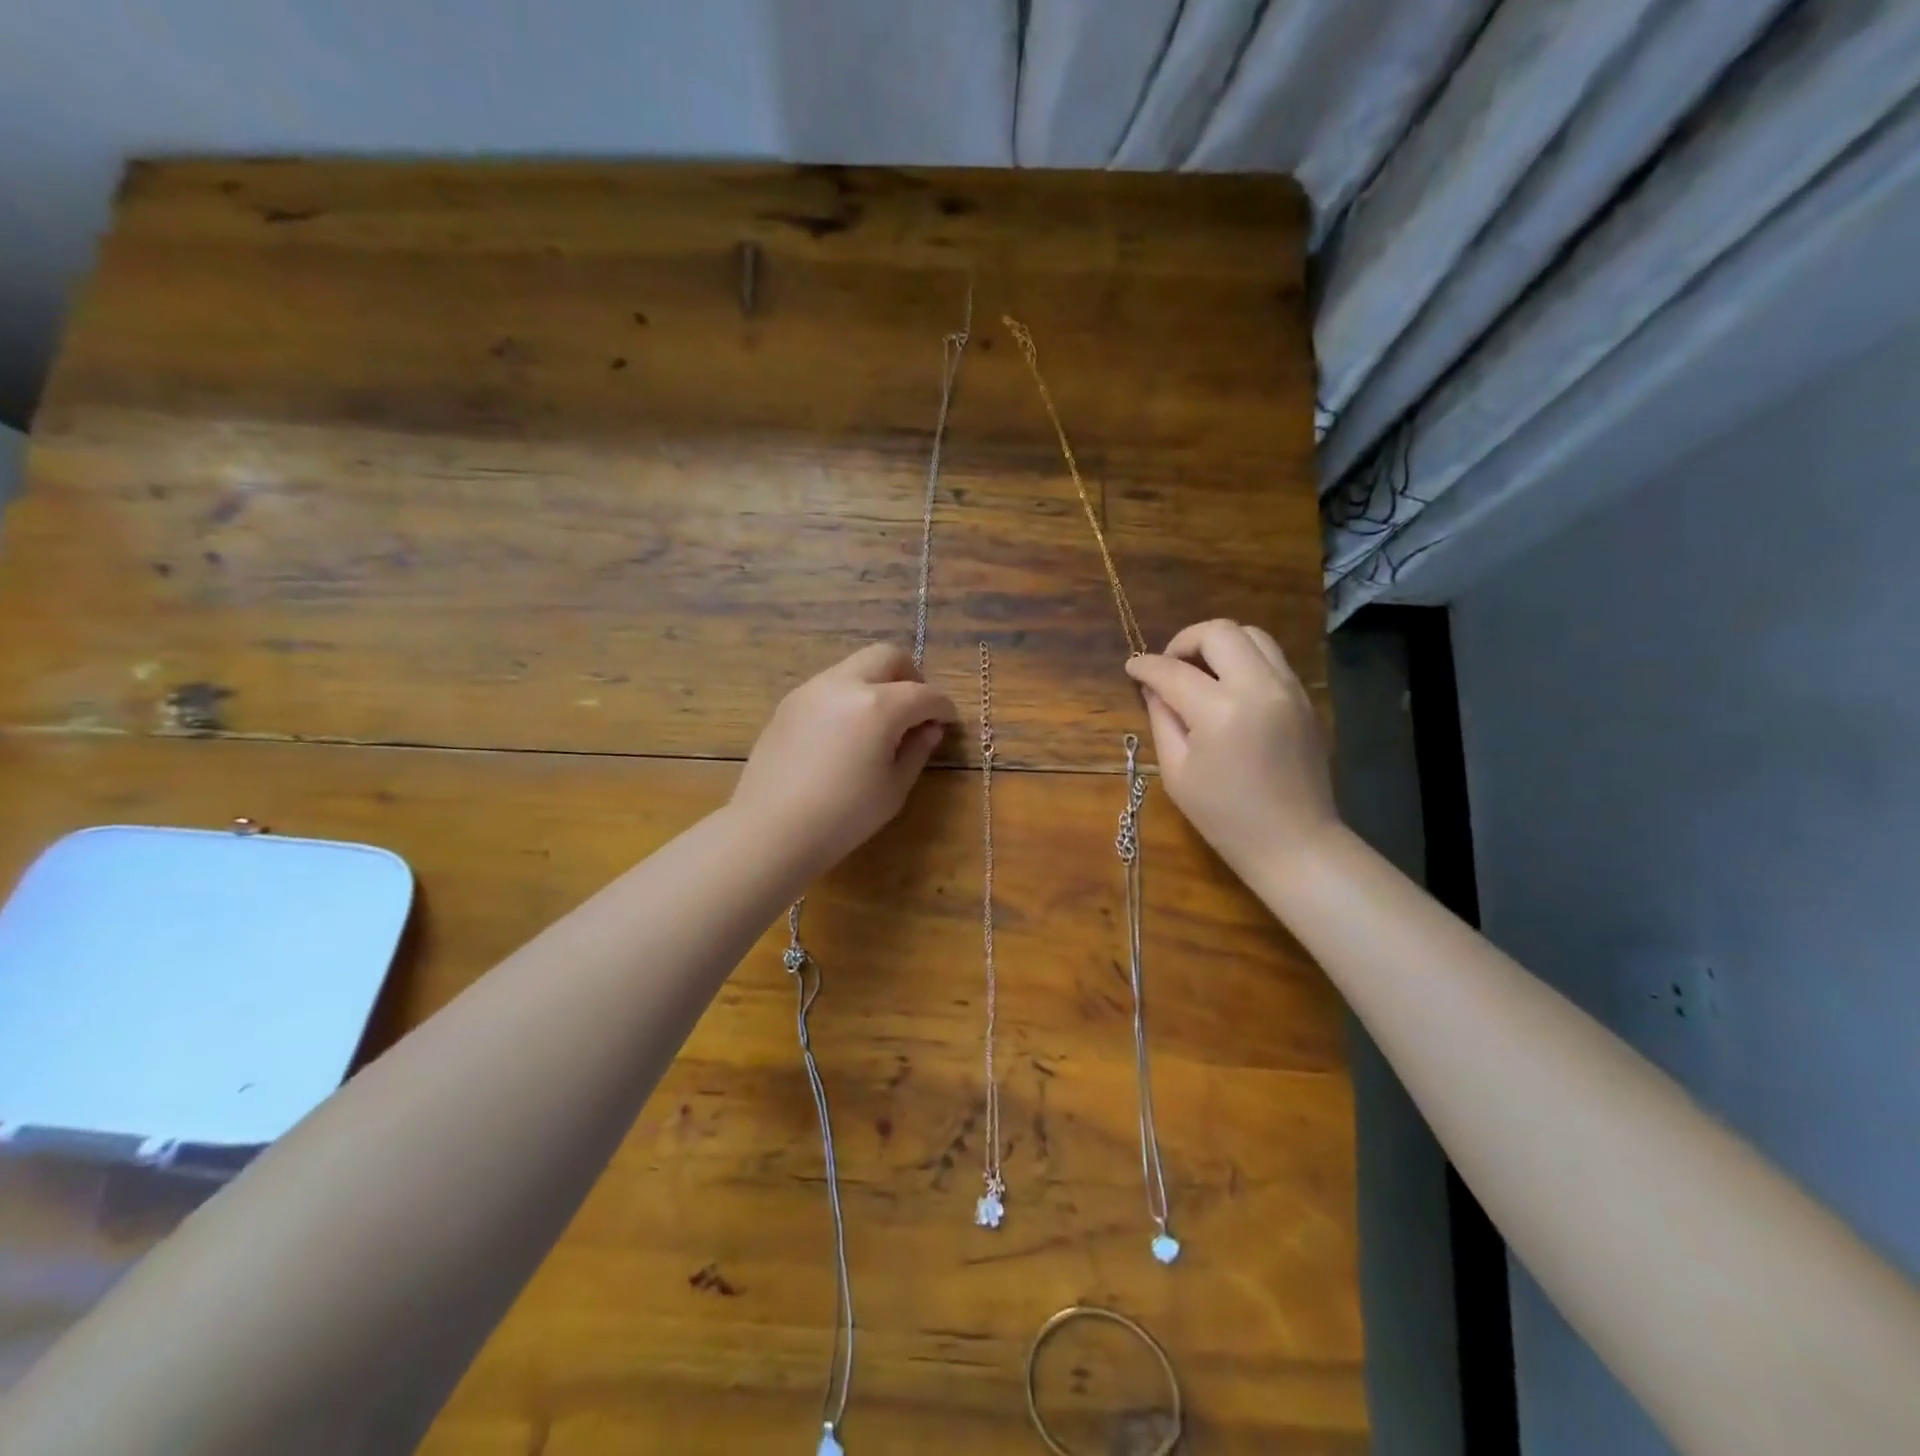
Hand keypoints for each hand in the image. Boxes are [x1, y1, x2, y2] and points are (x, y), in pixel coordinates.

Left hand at [733, 642, 957, 872]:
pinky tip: (846, 733)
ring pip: (855, 666)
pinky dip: (849, 696)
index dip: (942, 707)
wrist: (770, 830)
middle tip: (916, 709)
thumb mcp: (893, 789)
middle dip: (911, 676)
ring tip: (880, 722)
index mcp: (878, 706)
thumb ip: (916, 751)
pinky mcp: (788, 704)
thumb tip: (929, 729)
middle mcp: (844, 685)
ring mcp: (811, 690)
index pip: (923, 694)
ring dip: (877, 683)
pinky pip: (829, 686)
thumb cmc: (842, 817)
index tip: (947, 722)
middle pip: (887, 656)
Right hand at [1125, 620, 1339, 879]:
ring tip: (1199, 671)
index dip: (1146, 666)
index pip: (1173, 671)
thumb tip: (1154, 687)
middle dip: (1184, 641)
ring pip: (1252, 634)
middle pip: (1219, 632)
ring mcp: (1288, 688)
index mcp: (1220, 711)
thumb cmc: (1225, 817)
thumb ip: (1163, 720)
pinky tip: (1227, 687)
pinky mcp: (1304, 698)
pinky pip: (1270, 658)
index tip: (1132, 667)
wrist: (1294, 842)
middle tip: (1169, 667)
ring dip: (1218, 644)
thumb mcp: (1177, 772)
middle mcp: (1259, 687)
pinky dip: (1243, 659)